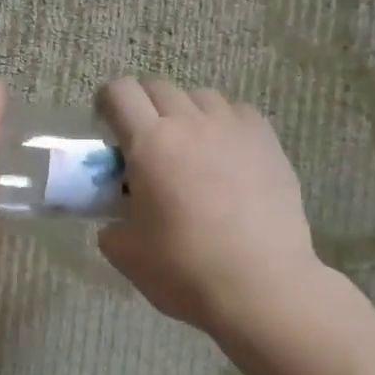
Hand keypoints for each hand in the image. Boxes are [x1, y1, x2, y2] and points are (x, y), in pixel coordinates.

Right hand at [97, 78, 320, 341]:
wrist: (262, 288)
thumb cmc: (184, 269)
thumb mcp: (124, 251)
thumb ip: (111, 221)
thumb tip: (117, 215)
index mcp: (148, 142)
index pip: (119, 92)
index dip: (106, 103)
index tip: (106, 129)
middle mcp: (189, 123)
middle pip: (157, 86)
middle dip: (142, 106)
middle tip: (143, 142)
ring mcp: (233, 129)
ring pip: (200, 96)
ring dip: (184, 113)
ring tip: (188, 147)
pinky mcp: (267, 143)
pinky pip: (238, 112)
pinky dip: (224, 124)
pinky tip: (225, 154)